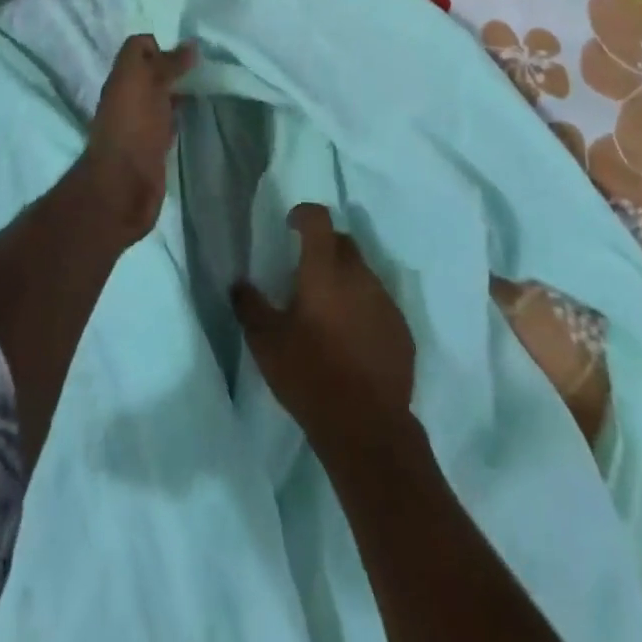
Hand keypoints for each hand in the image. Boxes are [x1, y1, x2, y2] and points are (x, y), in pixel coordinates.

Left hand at [74, 34, 195, 244]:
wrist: (124, 186)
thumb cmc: (134, 127)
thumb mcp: (149, 84)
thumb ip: (167, 63)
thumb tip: (189, 45)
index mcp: (123, 77)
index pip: (138, 47)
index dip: (160, 44)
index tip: (188, 51)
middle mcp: (129, 96)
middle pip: (151, 72)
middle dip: (175, 67)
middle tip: (207, 66)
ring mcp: (140, 122)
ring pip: (161, 97)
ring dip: (180, 91)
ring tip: (209, 86)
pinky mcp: (153, 145)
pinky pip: (168, 121)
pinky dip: (181, 115)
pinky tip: (199, 114)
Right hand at [233, 204, 415, 450]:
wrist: (367, 428)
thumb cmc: (309, 375)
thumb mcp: (265, 342)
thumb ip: (250, 305)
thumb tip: (239, 283)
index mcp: (325, 270)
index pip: (319, 219)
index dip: (304, 214)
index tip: (290, 225)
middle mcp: (360, 276)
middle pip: (343, 242)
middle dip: (324, 246)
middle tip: (305, 271)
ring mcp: (386, 302)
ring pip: (363, 274)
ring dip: (345, 280)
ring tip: (327, 310)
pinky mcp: (402, 330)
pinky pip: (379, 304)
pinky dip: (363, 309)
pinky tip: (351, 339)